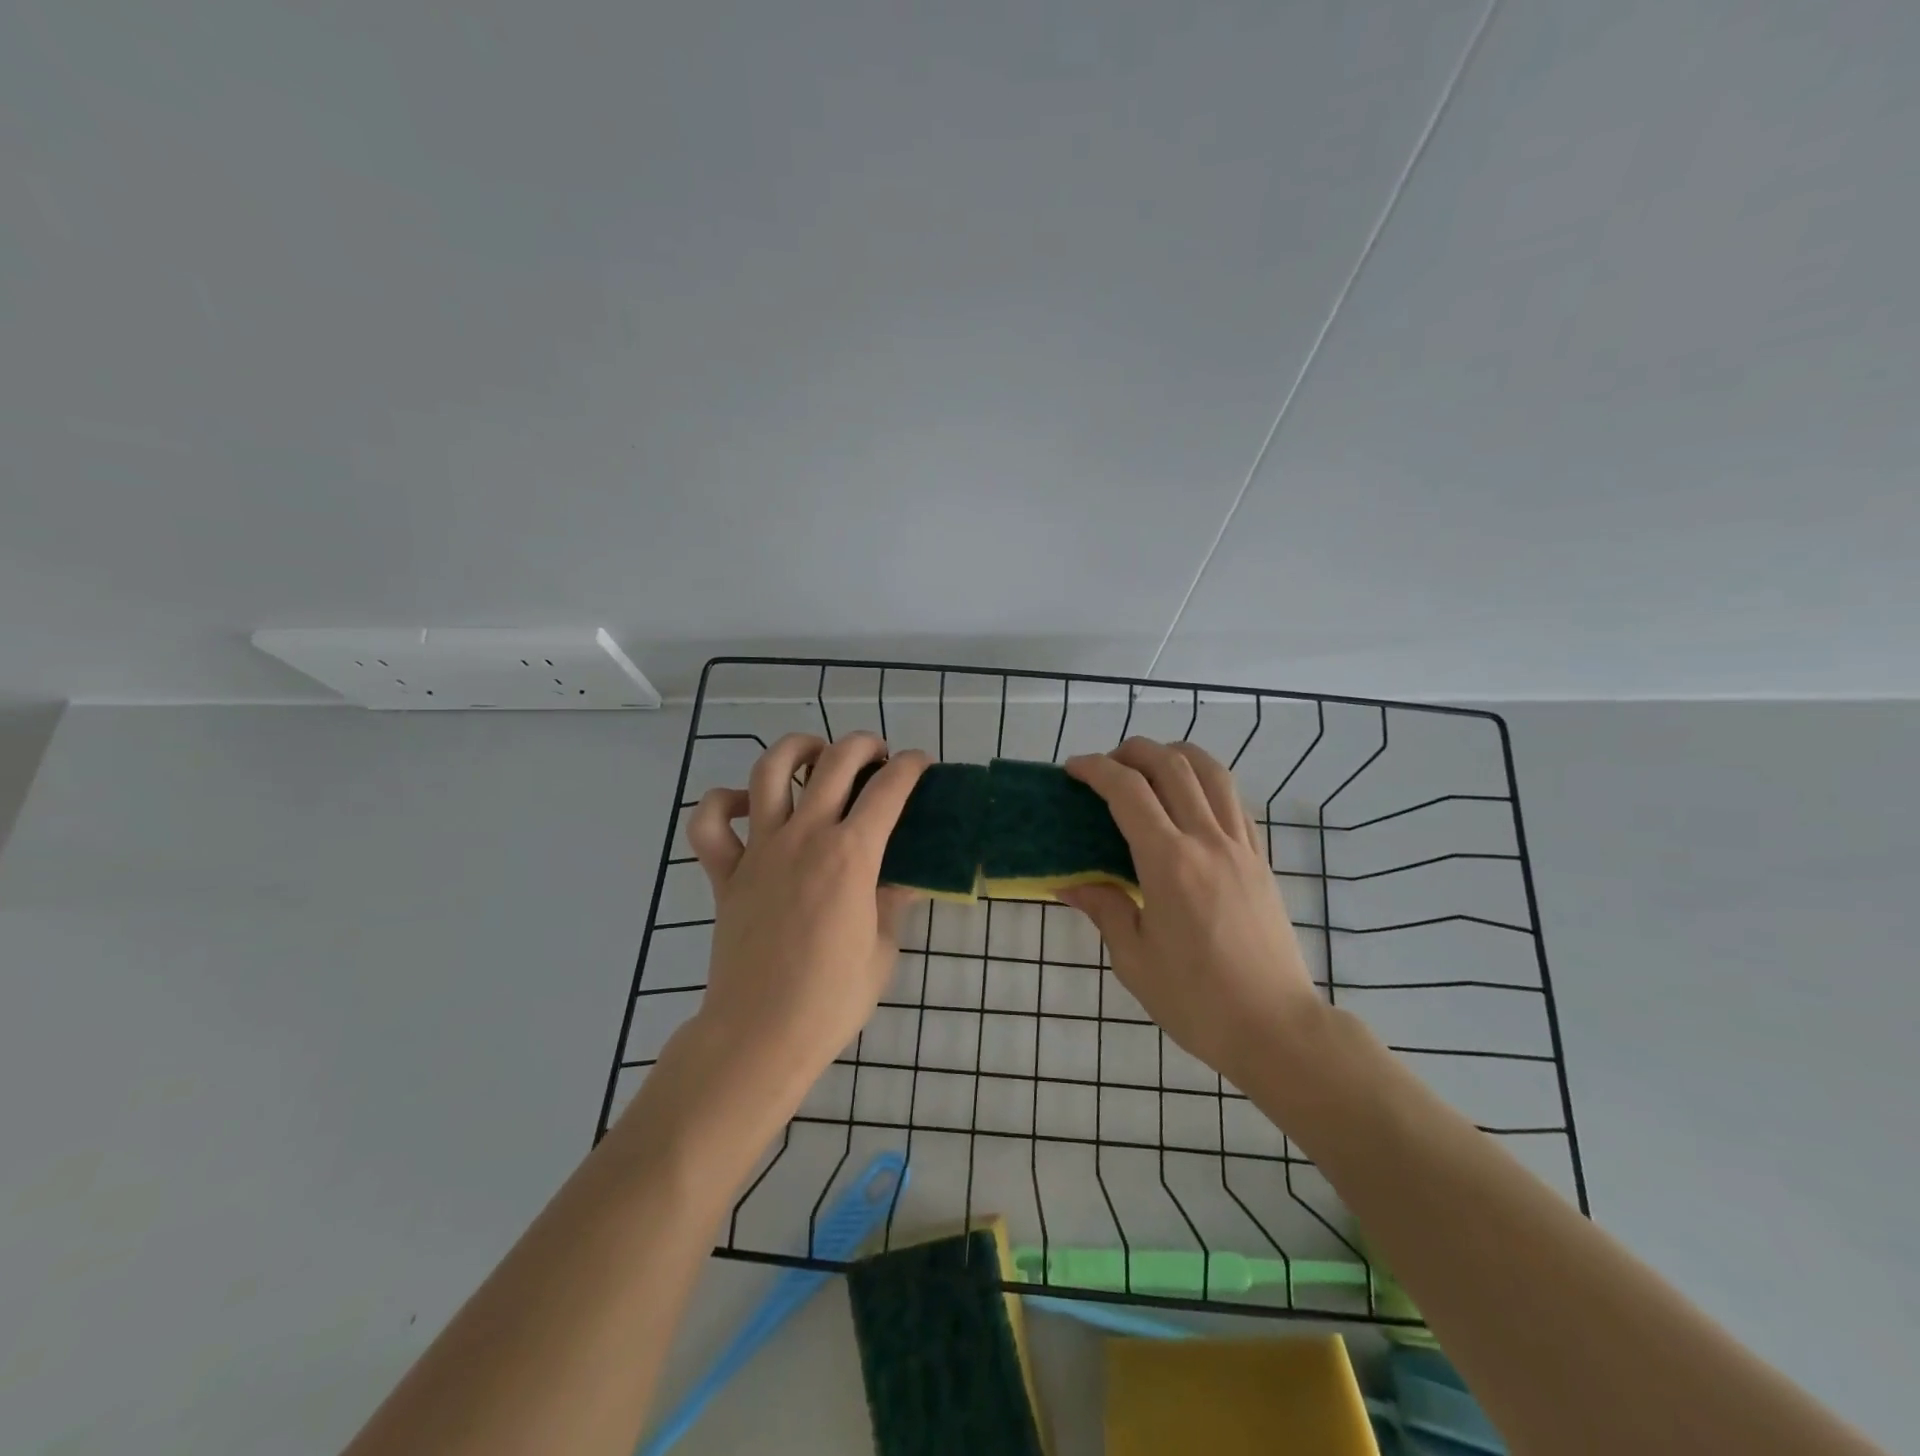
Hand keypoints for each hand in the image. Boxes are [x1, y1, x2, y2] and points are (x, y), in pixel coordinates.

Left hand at [685, 732, 928, 1093]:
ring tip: (815, 757)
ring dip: (797, 750)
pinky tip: (746, 806)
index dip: (911, 767)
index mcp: (851, 856)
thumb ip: (892, 901)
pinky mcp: (725, 872)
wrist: (761, 1035)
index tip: (920, 764)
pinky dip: (722, 803)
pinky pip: (710, 823)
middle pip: (835, 762)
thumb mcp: (882, 949)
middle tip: (877, 759)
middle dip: (863, 746)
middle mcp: (805, 837)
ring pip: (769, 771)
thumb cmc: (832, 999)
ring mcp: (759, 850)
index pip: (889, 790)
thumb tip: (905, 876)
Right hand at [1059, 738, 1323, 1085]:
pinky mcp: (1261, 861)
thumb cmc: (1197, 1001)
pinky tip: (1190, 801)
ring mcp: (1240, 847)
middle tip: (1107, 766)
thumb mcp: (1134, 960)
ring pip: (1212, 773)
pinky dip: (1207, 783)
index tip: (1073, 769)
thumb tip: (1070, 883)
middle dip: (1133, 752)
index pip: (1128, 792)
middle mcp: (1207, 841)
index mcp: (1169, 863)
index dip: (1096, 770)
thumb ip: (1104, 909)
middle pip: (1172, 766)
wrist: (1276, 1028)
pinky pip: (1234, 802)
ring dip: (1176, 755)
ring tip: (1150, 767)